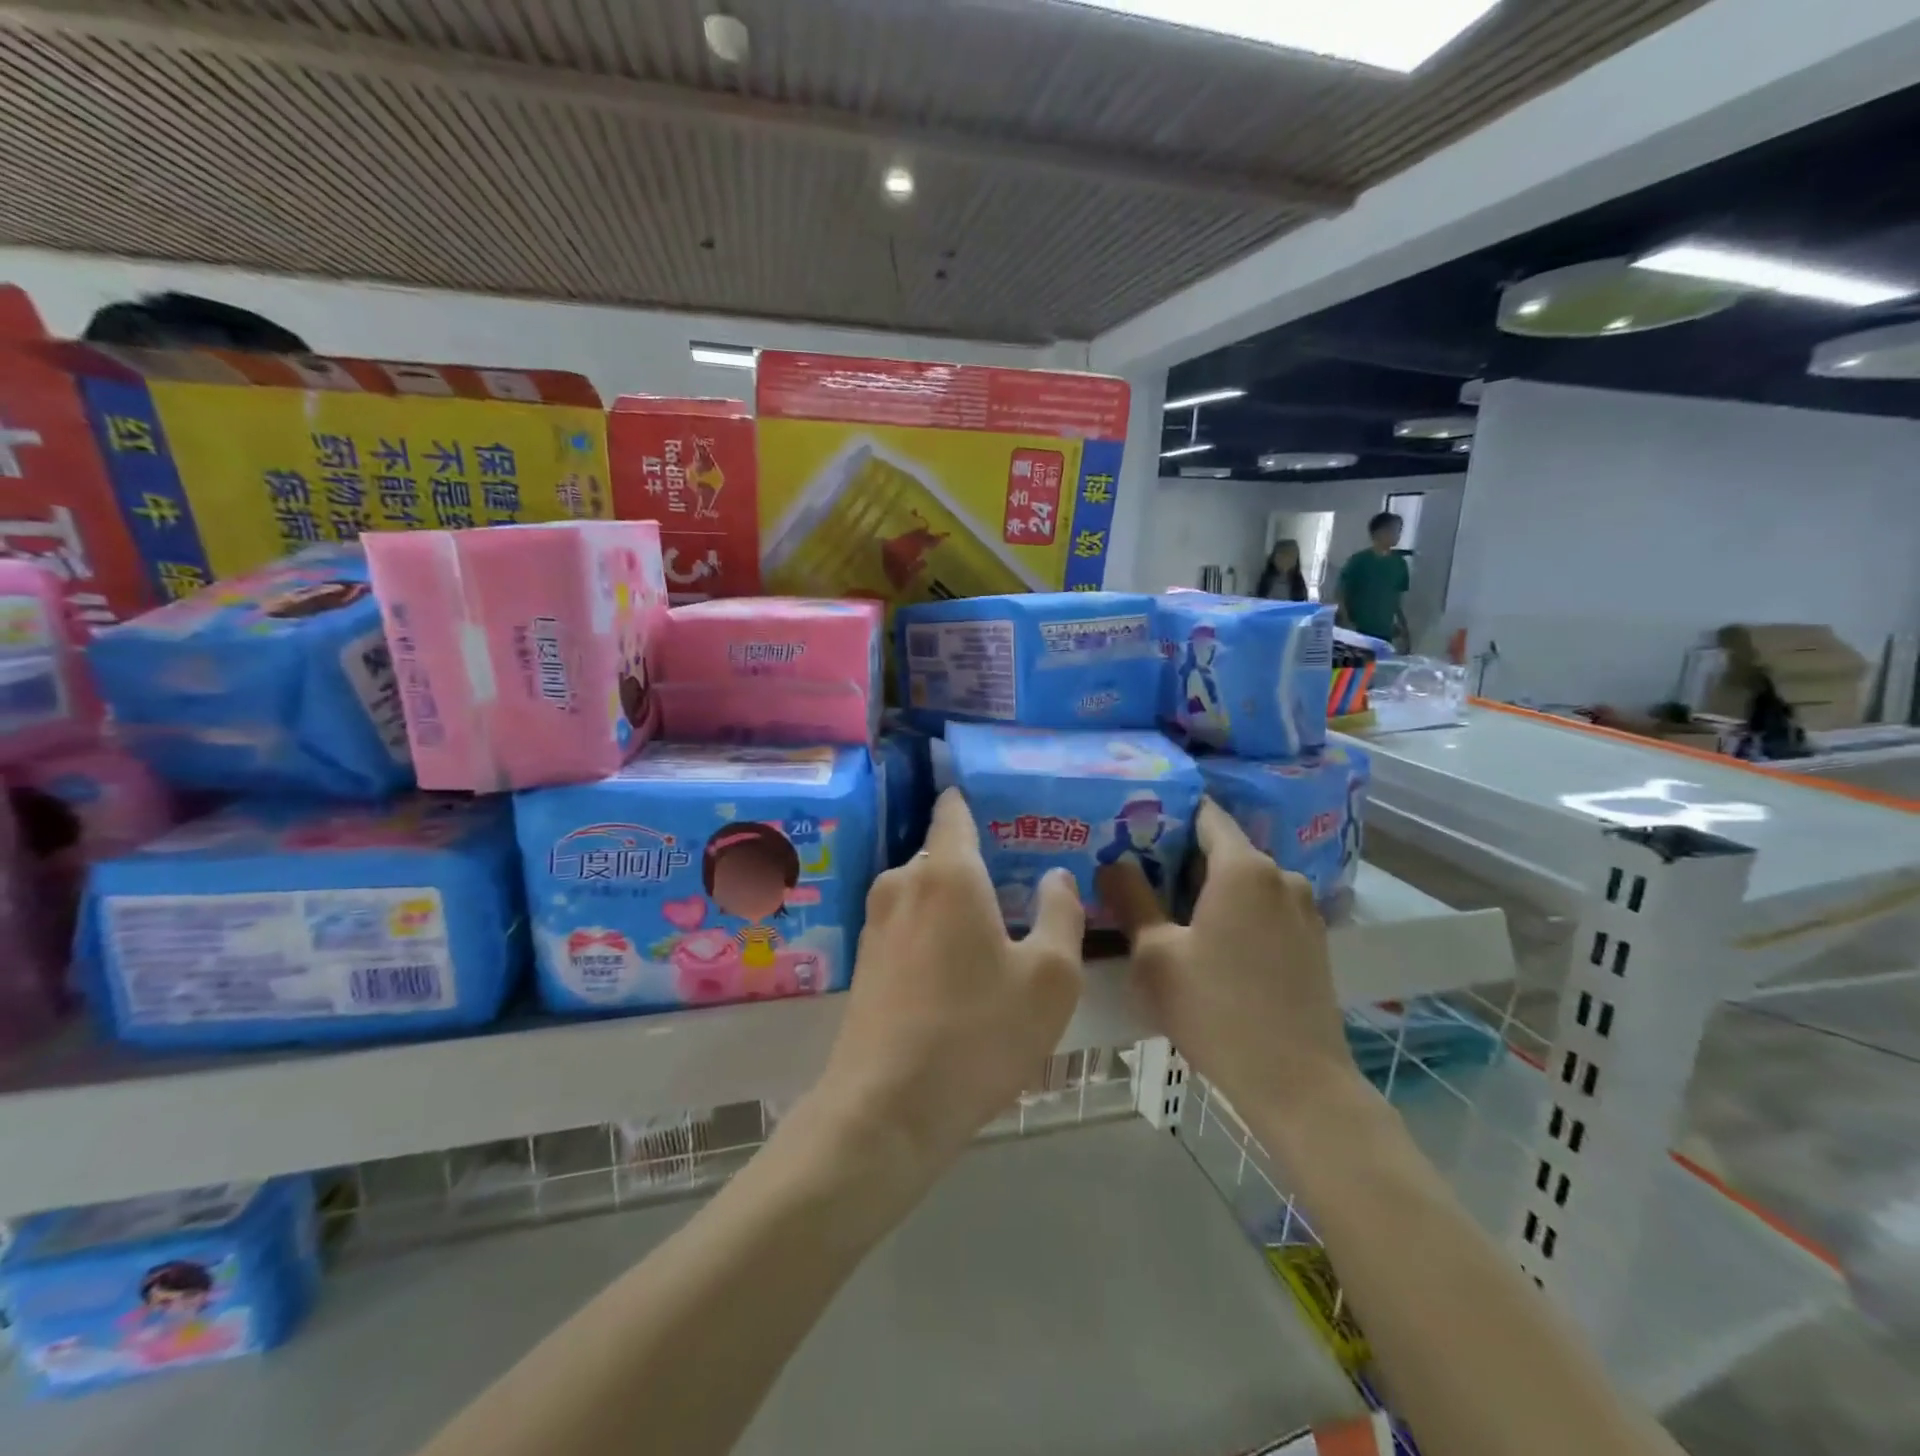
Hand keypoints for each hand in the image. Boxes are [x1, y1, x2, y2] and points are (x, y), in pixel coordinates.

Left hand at [817, 788, 1084, 1174]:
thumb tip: (1056, 875)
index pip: (955, 809)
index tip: (1004, 804)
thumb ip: (1060, 913)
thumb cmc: (977, 1033)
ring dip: (957, 903)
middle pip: (945, 854)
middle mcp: (903, 882)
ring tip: (997, 933)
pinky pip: (909, 924)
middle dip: (979, 864)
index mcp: (947, 871)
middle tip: (1021, 890)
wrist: (886, 1108)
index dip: (976, 800)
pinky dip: (935, 931)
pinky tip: (959, 971)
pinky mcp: (865, 959)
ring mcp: (876, 921)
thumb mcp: (1049, 978)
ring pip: (926, 892)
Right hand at [1096, 799, 1355, 1113]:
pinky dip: (1237, 912)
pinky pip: (1266, 908)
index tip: (1136, 827)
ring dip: (1211, 889)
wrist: (1297, 1083)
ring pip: (1246, 881)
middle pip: (1225, 848)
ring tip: (1170, 912)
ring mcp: (1304, 909)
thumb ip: (1131, 899)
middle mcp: (1281, 876)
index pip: (1206, 814)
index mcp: (1244, 867)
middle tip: (1139, 875)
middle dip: (1182, 858)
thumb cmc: (1216, 1010)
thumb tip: (1111, 863)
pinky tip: (1212, 944)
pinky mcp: (1313, 941)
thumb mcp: (1156, 955)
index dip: (1170, 815)